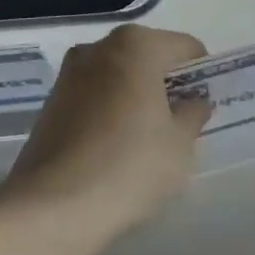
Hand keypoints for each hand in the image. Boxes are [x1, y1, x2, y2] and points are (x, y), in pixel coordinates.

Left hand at [0, 24, 211, 238]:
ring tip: (146, 139)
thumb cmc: (129, 166)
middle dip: (167, 84)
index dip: (201, 75)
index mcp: (137, 45)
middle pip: (149, 57)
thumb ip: (193, 114)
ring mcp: (69, 74)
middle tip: (179, 124)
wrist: (51, 208)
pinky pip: (95, 96)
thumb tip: (194, 103)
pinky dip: (110, 111)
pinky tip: (115, 148)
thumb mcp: (180, 144)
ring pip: (119, 76)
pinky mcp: (50, 103)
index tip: (204, 107)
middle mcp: (99, 48)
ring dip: (137, 96)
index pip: (186, 47)